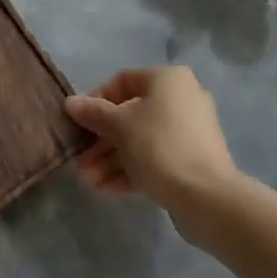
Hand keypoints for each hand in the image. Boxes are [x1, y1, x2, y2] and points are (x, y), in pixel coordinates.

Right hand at [65, 65, 241, 214]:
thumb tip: (70, 102)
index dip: (96, 99)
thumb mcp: (119, 126)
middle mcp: (181, 99)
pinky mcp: (190, 161)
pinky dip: (129, 170)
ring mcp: (188, 132)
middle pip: (130, 115)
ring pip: (140, 140)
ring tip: (87, 180)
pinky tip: (104, 188)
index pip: (123, 81)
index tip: (79, 121)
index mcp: (168, 80)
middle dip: (100, 139)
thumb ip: (93, 113)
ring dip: (110, 159)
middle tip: (79, 159)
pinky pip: (154, 159)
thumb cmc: (159, 146)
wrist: (206, 197)